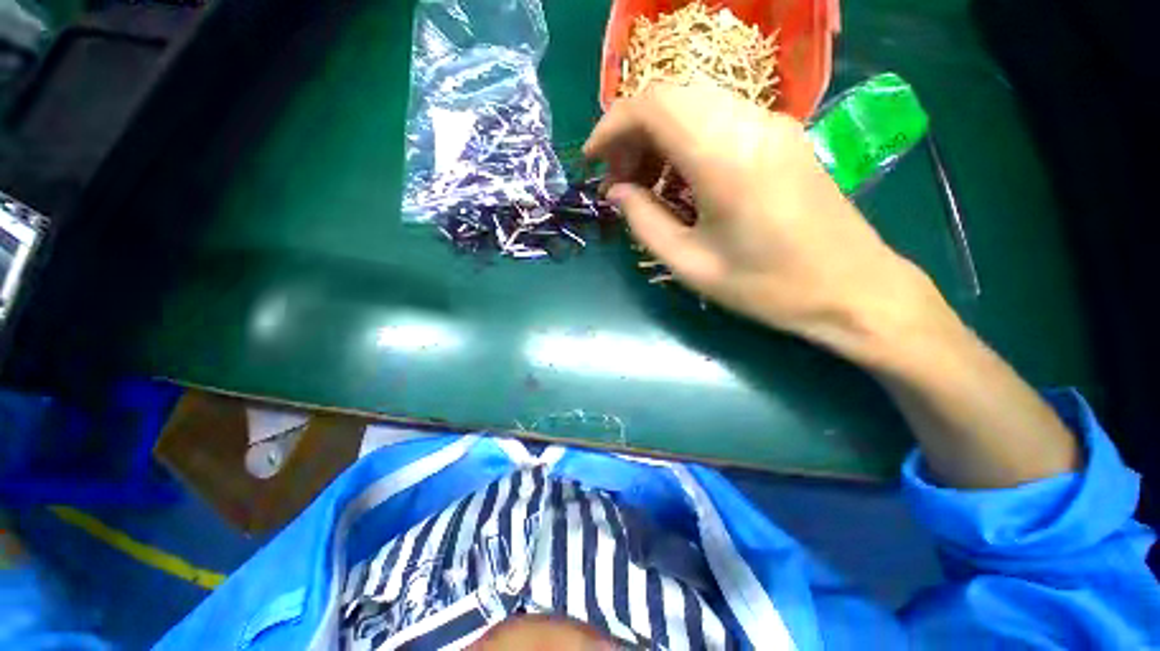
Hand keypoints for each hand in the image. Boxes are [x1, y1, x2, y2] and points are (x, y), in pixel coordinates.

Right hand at [586, 83, 1078, 487]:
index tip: (591, 161)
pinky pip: (717, 119)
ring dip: (656, 137)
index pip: (651, 107)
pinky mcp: (781, 135)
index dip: (611, 127)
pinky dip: (684, 140)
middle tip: (618, 181)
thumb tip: (615, 193)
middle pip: (670, 97)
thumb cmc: (767, 287)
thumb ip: (644, 222)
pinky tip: (679, 180)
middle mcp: (749, 123)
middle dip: (630, 134)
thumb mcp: (690, 265)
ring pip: (693, 104)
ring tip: (644, 185)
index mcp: (724, 157)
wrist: (852, 289)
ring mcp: (771, 124)